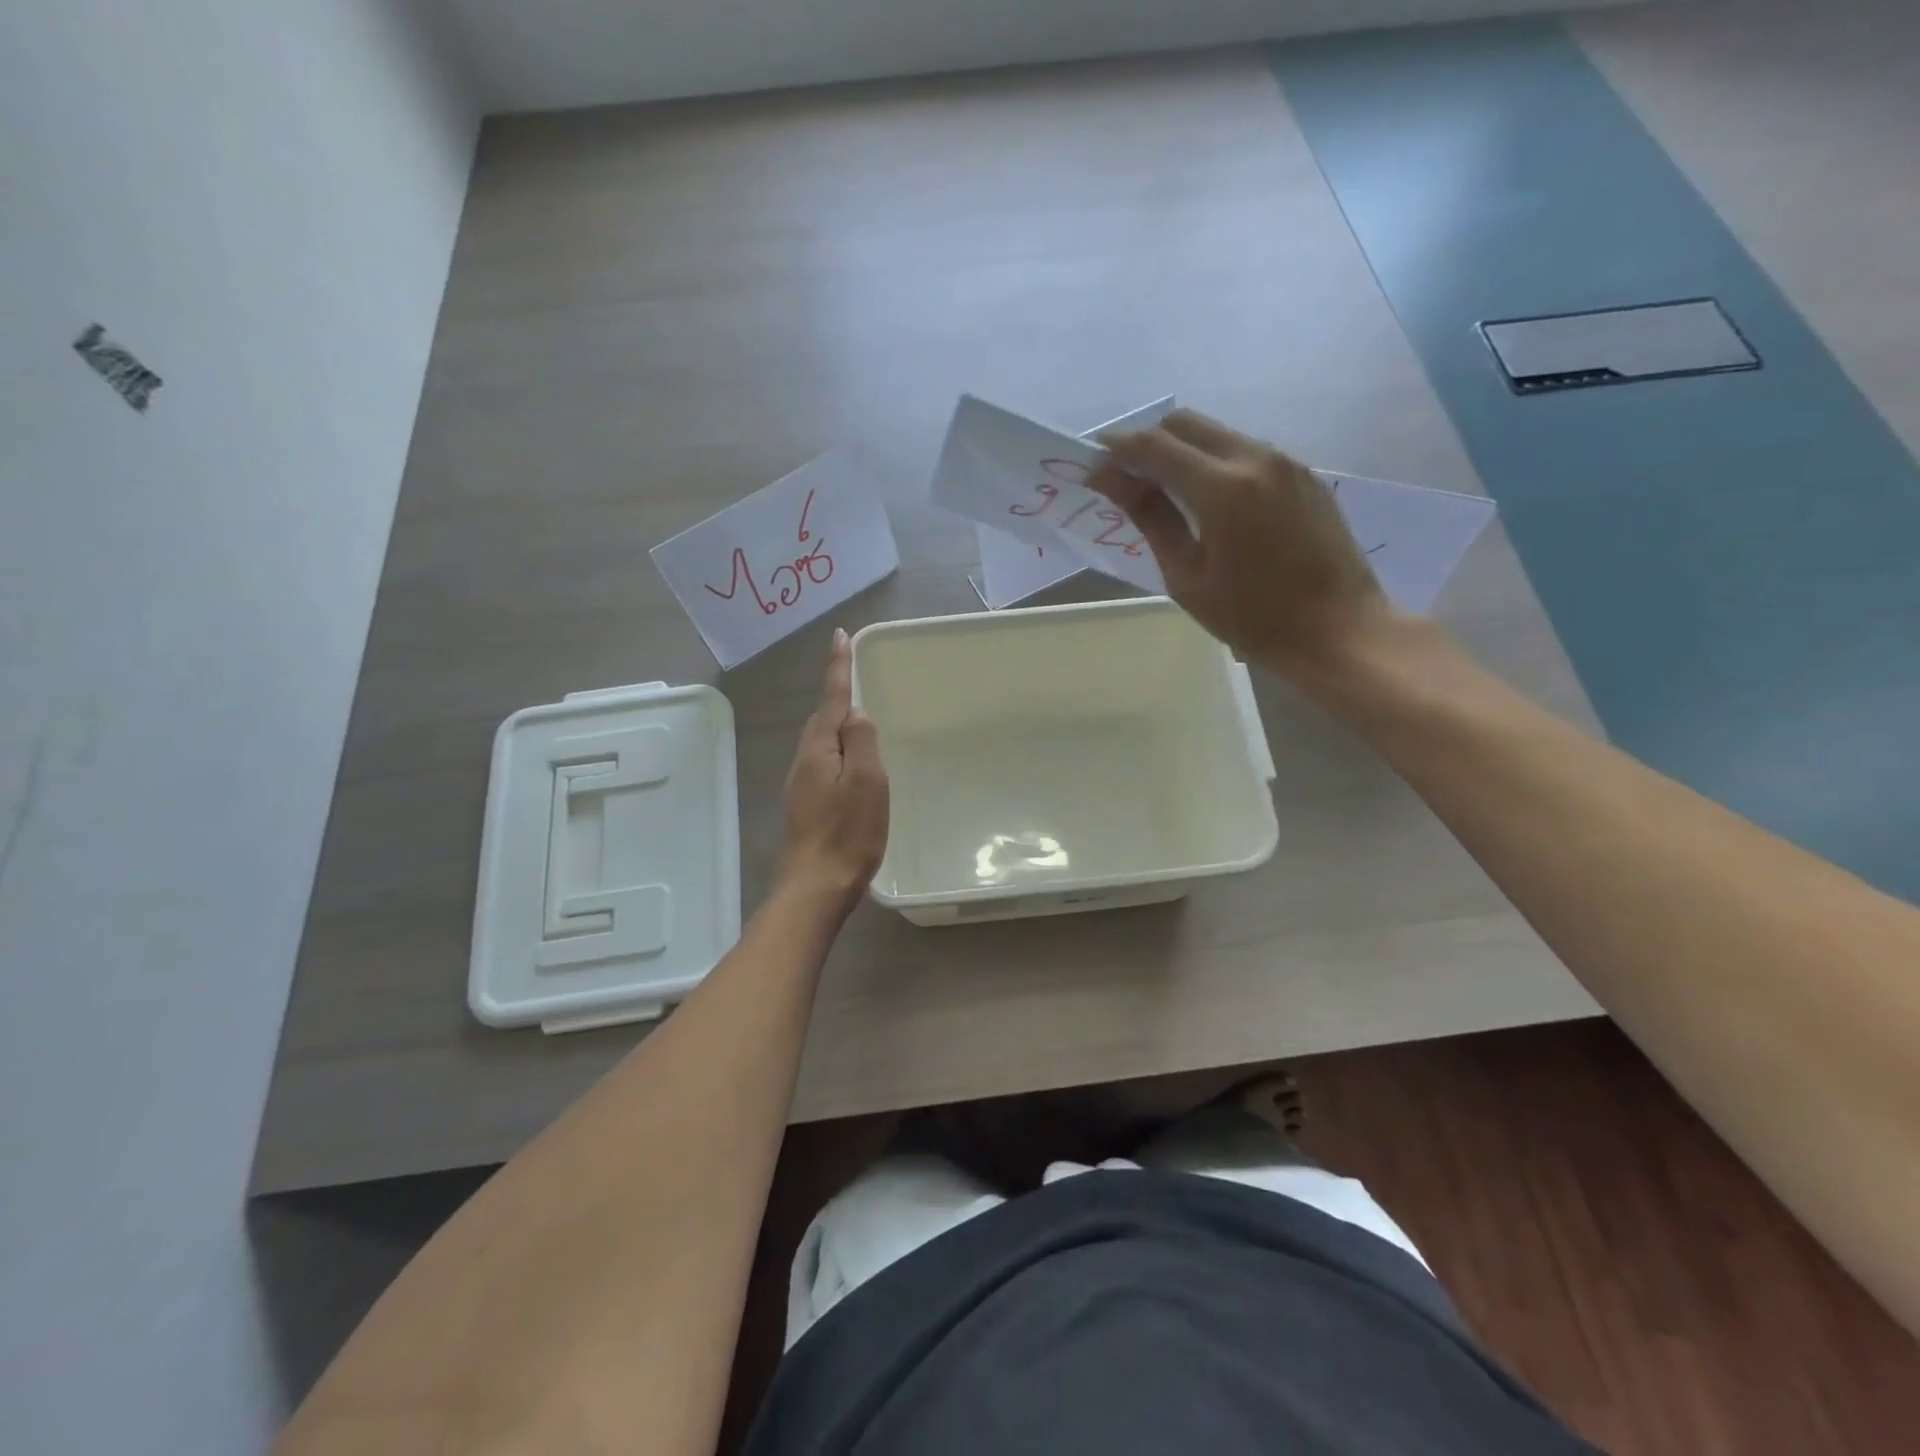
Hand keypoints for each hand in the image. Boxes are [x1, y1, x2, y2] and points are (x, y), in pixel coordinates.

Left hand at [773, 629, 889, 911]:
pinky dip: (837, 751)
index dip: (838, 666)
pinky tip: (850, 765)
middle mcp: (804, 760)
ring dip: (836, 725)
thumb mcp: (867, 781)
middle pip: (820, 718)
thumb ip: (862, 741)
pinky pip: (822, 763)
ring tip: (858, 720)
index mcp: (819, 749)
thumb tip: (855, 712)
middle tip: (854, 676)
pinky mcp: (805, 805)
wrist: (814, 887)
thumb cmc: (848, 833)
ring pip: (820, 742)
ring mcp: (800, 785)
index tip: (840, 636)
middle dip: (835, 695)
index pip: (831, 697)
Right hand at [1088, 409, 1394, 678]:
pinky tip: (1208, 502)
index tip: (1093, 461)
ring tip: (1164, 492)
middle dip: (1148, 441)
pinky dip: (1215, 462)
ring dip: (1183, 451)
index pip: (1155, 446)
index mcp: (1222, 488)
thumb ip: (1150, 517)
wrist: (1338, 631)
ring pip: (1217, 434)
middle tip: (1126, 478)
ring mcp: (1285, 462)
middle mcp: (1255, 458)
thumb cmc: (1252, 618)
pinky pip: (1245, 451)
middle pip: (1185, 424)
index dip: (1118, 448)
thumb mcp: (1187, 575)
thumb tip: (1109, 479)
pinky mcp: (1303, 474)